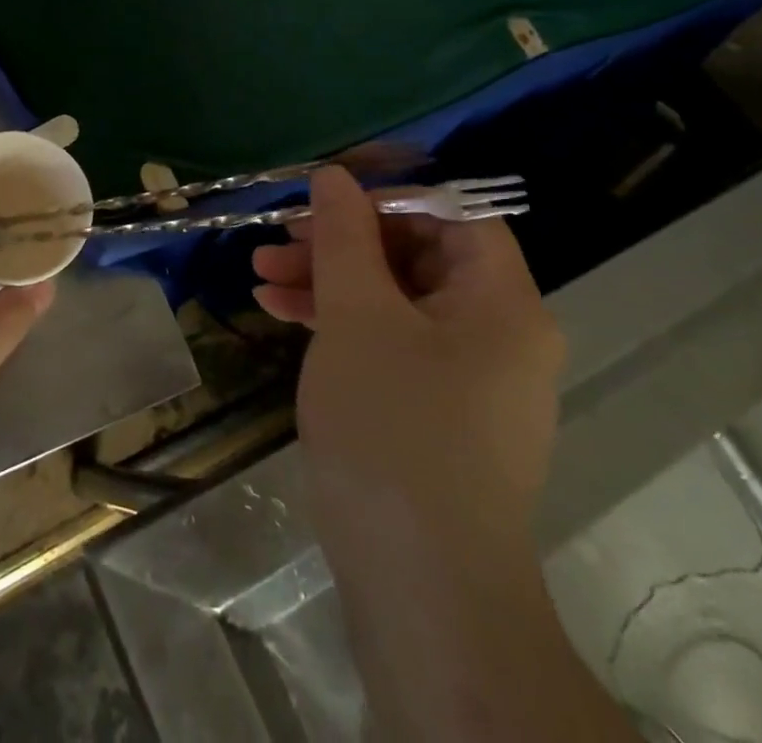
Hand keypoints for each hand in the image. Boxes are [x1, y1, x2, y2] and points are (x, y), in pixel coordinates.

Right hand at [253, 167, 563, 563]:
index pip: (453, 214)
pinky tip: (282, 315)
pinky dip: (340, 325)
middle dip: (340, 244)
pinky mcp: (437, 413)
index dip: (387, 198)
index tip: (324, 200)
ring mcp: (468, 378)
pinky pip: (390, 344)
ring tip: (260, 277)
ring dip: (328, 282)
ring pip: (394, 301)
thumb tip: (335, 176)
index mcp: (501, 302)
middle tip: (277, 241)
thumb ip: (344, 237)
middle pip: (417, 257)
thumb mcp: (357, 315)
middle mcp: (497, 333)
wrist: (421, 585)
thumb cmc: (394, 426)